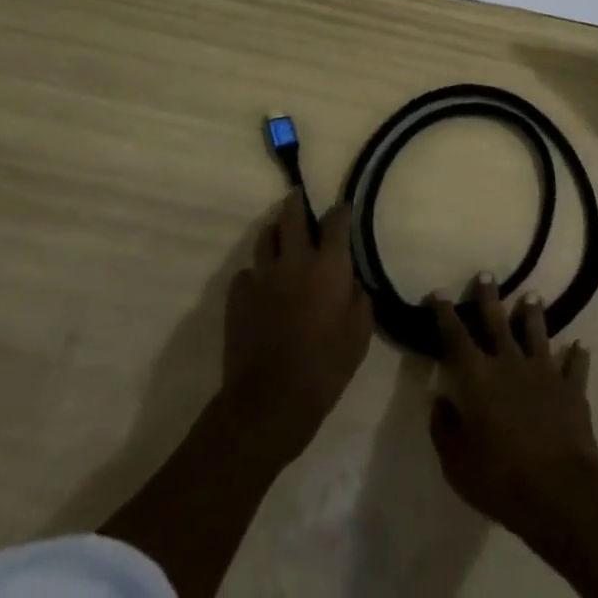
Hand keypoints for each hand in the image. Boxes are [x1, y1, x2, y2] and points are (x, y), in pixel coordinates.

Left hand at [222, 191, 372, 463]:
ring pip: (266, 236)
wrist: (270, 400)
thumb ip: (360, 299)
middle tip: (298, 197)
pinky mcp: (238, 295)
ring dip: (275, 232)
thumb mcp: (359, 334)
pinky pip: (247, 272)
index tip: (343, 209)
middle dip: (297, 202)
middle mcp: (295, 258)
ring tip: (279, 236)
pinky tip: (261, 285)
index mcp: (329, 264)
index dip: (341, 211)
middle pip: (293, 214)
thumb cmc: (325, 366)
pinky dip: (256, 273)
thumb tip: (353, 282)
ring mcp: (263, 274)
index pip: (336, 220)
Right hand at [428, 277, 597, 544]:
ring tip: (533, 294)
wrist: (558, 489)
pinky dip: (577, 355)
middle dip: (489, 297)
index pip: (456, 337)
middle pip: (497, 322)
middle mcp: (510, 363)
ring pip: (537, 333)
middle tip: (486, 273)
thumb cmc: (500, 478)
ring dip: (533, 313)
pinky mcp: (571, 388)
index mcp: (478, 378)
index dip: (445, 314)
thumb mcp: (457, 463)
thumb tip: (438, 400)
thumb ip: (444, 429)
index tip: (438, 292)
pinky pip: (575, 366)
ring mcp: (544, 372)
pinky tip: (580, 345)